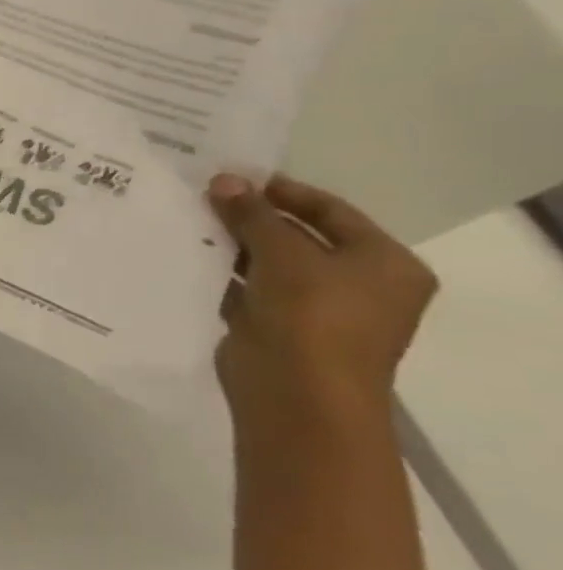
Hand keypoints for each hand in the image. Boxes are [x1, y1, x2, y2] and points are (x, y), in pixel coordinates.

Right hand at [206, 173, 436, 429]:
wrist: (298, 395)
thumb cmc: (312, 316)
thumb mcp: (283, 253)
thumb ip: (252, 214)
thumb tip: (224, 180)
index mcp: (384, 263)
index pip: (331, 211)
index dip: (283, 191)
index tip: (233, 175)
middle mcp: (358, 284)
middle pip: (298, 236)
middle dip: (250, 216)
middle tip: (202, 194)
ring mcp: (316, 309)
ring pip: (268, 262)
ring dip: (231, 243)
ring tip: (186, 217)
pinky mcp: (278, 326)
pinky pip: (246, 287)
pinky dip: (221, 271)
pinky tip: (185, 253)